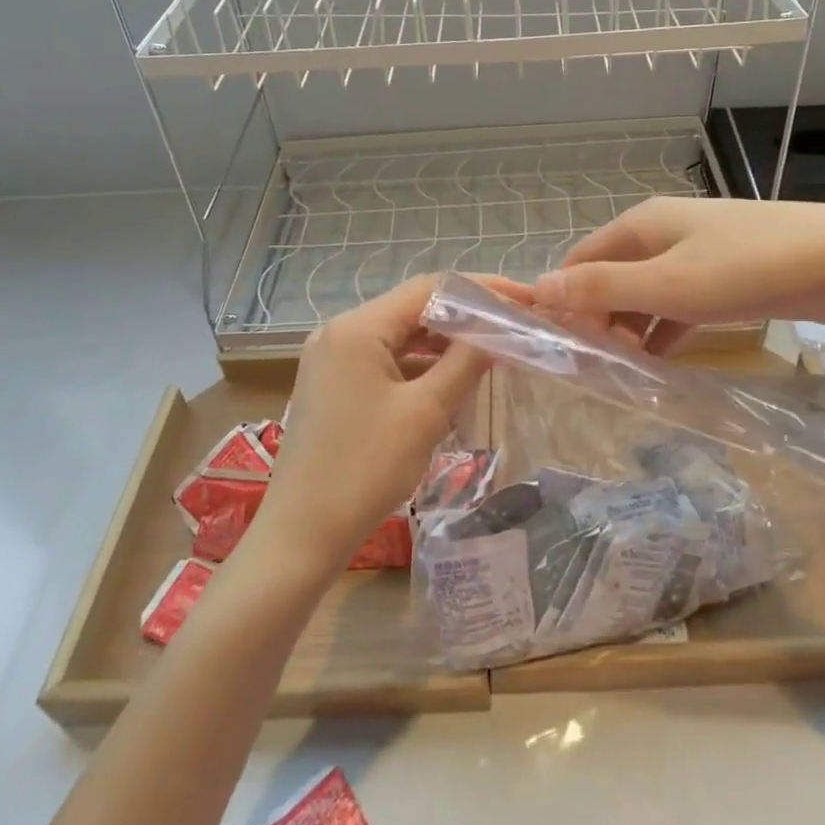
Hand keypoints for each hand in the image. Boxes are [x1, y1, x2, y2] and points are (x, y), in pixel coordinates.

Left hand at [250, 275, 487, 580]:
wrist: (301, 535)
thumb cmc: (365, 470)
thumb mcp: (425, 413)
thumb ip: (466, 362)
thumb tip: (499, 330)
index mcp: (357, 328)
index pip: (429, 289)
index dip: (481, 290)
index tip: (523, 300)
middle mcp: (340, 332)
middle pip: (413, 308)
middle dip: (464, 315)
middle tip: (512, 325)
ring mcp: (332, 359)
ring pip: (400, 335)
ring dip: (443, 342)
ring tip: (490, 351)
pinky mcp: (333, 384)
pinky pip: (385, 360)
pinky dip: (419, 365)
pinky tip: (450, 380)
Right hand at [533, 197, 824, 353]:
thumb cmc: (751, 268)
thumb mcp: (669, 284)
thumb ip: (603, 289)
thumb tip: (536, 288)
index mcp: (641, 225)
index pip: (579, 260)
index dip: (563, 300)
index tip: (558, 350)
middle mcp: (663, 232)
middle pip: (610, 275)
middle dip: (597, 319)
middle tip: (593, 369)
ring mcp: (698, 252)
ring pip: (645, 292)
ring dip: (630, 328)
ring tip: (621, 373)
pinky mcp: (727, 275)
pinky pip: (679, 303)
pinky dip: (665, 329)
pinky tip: (660, 362)